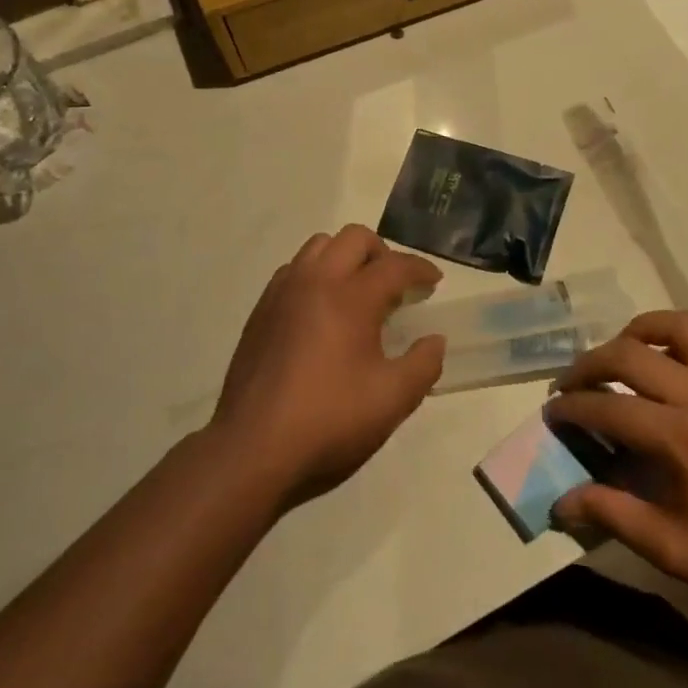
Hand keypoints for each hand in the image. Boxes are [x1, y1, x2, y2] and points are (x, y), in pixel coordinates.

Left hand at [208, 226, 444, 509]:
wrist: (253, 449)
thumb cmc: (329, 421)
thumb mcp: (393, 400)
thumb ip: (424, 364)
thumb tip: (434, 340)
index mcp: (351, 298)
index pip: (394, 265)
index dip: (421, 269)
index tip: (435, 281)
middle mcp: (315, 281)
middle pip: (354, 238)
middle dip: (383, 252)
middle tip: (396, 285)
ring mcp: (282, 293)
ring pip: (319, 246)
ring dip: (345, 257)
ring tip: (357, 292)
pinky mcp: (260, 311)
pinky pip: (293, 270)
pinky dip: (315, 274)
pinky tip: (321, 310)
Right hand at [547, 311, 687, 621]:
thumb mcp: (669, 547)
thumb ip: (611, 514)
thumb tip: (559, 502)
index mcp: (683, 437)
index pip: (609, 406)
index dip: (572, 407)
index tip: (552, 412)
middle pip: (630, 354)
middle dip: (589, 364)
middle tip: (571, 384)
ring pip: (676, 325)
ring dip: (637, 333)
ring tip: (620, 356)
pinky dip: (679, 336)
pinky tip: (669, 361)